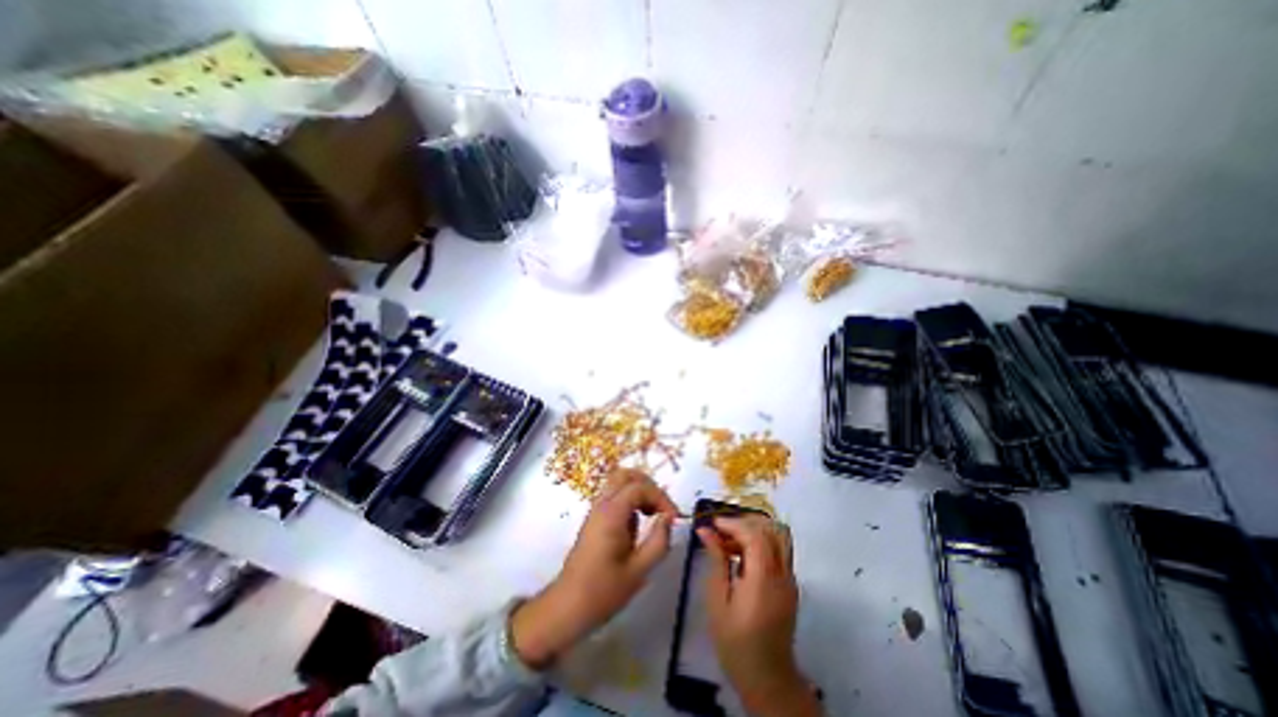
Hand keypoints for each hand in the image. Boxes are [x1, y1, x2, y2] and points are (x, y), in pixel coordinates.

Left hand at [509, 469, 679, 666]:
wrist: (567, 607)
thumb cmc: (603, 591)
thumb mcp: (638, 571)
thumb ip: (658, 541)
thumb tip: (668, 518)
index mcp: (611, 513)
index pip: (640, 487)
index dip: (661, 497)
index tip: (674, 518)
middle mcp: (601, 505)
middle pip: (625, 474)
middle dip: (649, 485)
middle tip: (662, 507)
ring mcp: (596, 510)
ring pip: (619, 482)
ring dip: (639, 491)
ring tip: (653, 514)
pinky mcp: (595, 518)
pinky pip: (614, 496)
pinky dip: (630, 499)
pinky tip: (638, 523)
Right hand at [697, 514, 818, 715]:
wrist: (767, 679)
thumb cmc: (735, 643)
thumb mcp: (717, 601)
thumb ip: (716, 560)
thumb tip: (706, 531)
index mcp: (763, 579)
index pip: (755, 535)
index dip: (733, 523)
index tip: (713, 523)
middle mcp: (782, 575)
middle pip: (772, 530)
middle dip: (745, 522)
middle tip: (722, 531)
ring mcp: (790, 580)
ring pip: (780, 537)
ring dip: (756, 530)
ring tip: (732, 540)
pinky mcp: (790, 585)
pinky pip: (780, 551)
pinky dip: (762, 542)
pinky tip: (742, 555)